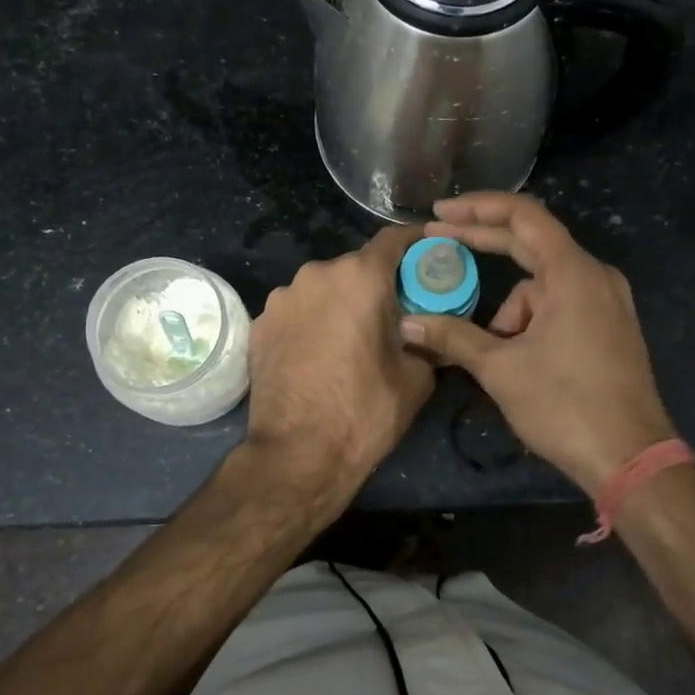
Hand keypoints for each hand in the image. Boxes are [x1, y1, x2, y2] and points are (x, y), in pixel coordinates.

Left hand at [246, 224, 435, 509]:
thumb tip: (435, 331)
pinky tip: (317, 354)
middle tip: (392, 313)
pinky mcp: (259, 324)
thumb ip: (430, 341)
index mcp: (360, 277)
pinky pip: (296, 311)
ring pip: (322, 288)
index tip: (429, 254)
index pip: (393, 239)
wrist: (297, 455)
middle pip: (356, 267)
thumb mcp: (417, 378)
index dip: (415, 243)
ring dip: (339, 303)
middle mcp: (316, 274)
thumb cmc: (365, 411)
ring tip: (350, 339)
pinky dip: (311, 322)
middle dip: (376, 284)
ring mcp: (282, 298)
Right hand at [401, 192, 674, 496]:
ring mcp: (607, 301)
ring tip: (498, 360)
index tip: (440, 214)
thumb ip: (453, 337)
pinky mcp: (610, 327)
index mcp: (573, 273)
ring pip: (541, 287)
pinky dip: (532, 324)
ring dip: (510, 312)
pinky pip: (560, 306)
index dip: (477, 209)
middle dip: (483, 243)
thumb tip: (407, 324)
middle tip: (438, 239)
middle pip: (531, 242)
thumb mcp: (501, 369)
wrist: (631, 459)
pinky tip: (520, 361)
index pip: (522, 216)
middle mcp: (595, 276)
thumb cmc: (565, 406)